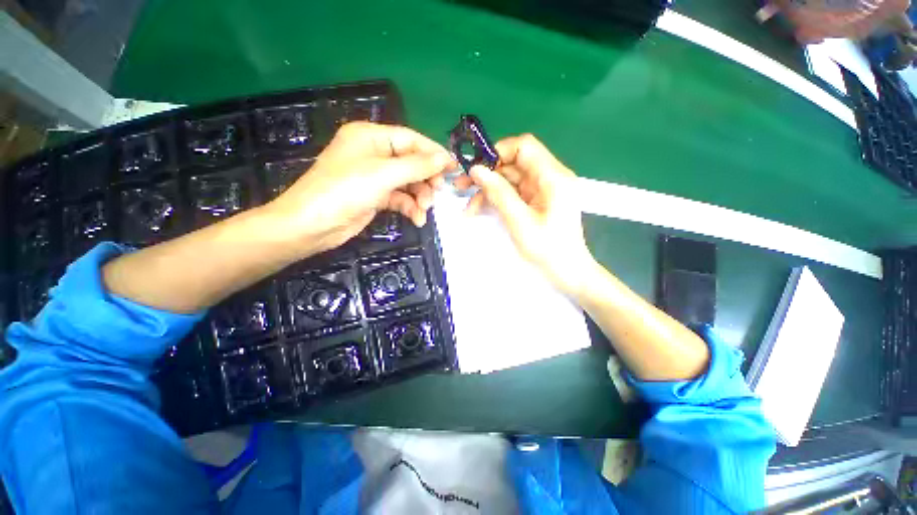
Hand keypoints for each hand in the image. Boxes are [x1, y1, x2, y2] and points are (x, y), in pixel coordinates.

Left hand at [265, 122, 454, 254]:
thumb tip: (444, 159)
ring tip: (425, 210)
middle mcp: (373, 154)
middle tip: (438, 192)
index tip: (453, 167)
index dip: (433, 153)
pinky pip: (400, 198)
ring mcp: (374, 177)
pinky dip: (410, 208)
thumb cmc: (345, 190)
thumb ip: (417, 166)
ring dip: (420, 197)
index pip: (411, 139)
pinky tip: (417, 219)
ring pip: (408, 183)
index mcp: (371, 137)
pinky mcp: (375, 197)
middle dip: (426, 179)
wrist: (312, 225)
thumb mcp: (383, 174)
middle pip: (411, 162)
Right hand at [454, 134, 594, 295]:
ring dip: (487, 190)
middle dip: (487, 174)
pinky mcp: (535, 201)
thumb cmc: (548, 249)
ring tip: (468, 207)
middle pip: (513, 163)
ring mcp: (541, 190)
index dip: (498, 152)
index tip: (476, 168)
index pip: (524, 147)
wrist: (567, 272)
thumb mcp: (520, 221)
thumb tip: (476, 170)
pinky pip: (512, 193)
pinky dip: (495, 200)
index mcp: (553, 177)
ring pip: (509, 179)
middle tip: (461, 186)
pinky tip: (479, 211)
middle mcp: (548, 177)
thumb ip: (499, 193)